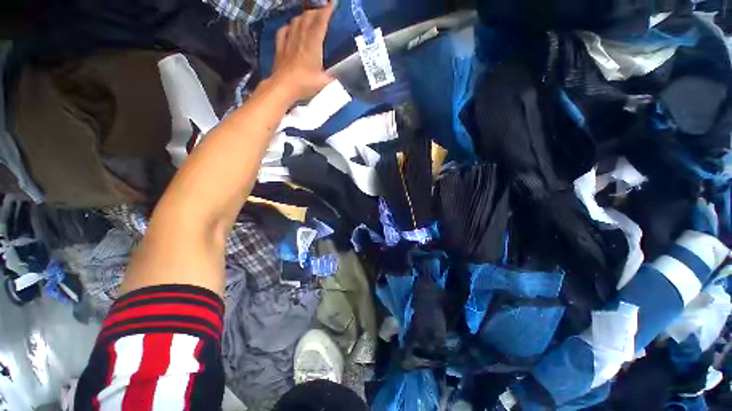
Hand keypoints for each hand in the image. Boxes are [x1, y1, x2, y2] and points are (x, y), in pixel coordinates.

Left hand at [270, 1, 334, 101]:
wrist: (283, 87)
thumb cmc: (305, 84)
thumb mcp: (324, 84)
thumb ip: (333, 80)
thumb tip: (341, 80)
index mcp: (313, 45)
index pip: (320, 22)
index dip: (327, 11)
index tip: (333, 2)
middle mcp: (300, 38)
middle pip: (307, 17)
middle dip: (316, 11)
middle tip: (322, 10)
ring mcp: (288, 41)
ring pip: (295, 21)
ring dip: (303, 16)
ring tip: (308, 17)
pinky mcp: (279, 47)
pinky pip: (283, 31)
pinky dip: (288, 26)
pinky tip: (290, 27)